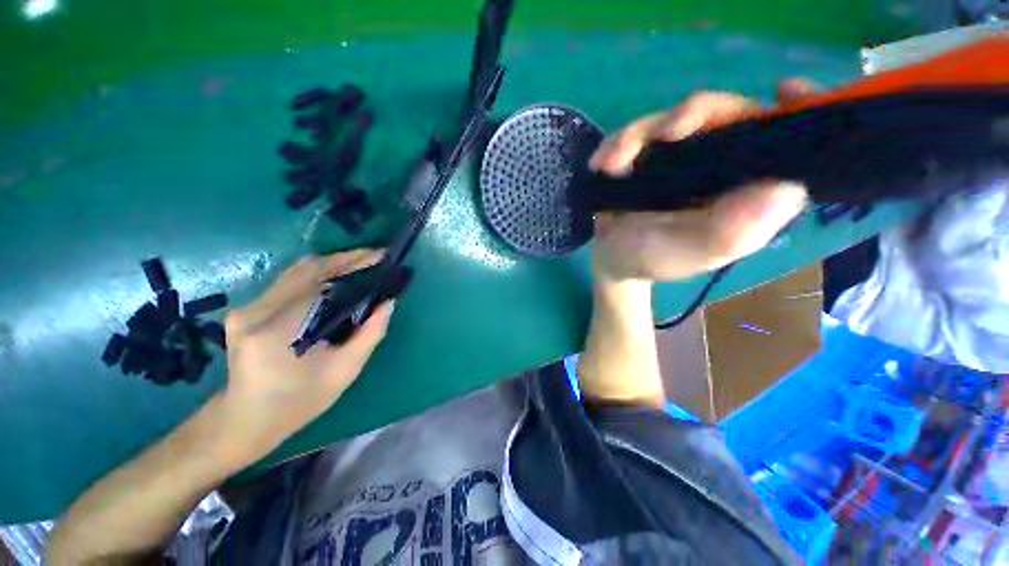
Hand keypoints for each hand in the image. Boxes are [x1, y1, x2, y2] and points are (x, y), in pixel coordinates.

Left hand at [215, 250, 394, 463]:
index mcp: (278, 329)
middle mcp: (257, 311)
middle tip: (374, 259)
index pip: (321, 281)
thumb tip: (388, 303)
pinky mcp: (248, 309)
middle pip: (306, 269)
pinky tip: (336, 281)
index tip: (380, 256)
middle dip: (345, 259)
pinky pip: (288, 282)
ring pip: (296, 272)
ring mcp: (248, 308)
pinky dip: (317, 276)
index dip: (353, 264)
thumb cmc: (298, 402)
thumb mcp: (344, 371)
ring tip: (361, 266)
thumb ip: (370, 334)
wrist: (244, 421)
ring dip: (332, 265)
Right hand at [589, 79, 815, 282]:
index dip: (798, 112)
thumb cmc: (652, 260)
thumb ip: (729, 232)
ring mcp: (686, 156)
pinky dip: (618, 144)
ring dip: (639, 135)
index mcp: (749, 191)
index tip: (787, 91)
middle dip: (694, 115)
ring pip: (676, 118)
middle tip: (665, 132)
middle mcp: (724, 166)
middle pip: (726, 115)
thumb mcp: (689, 254)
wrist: (612, 259)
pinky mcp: (652, 154)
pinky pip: (640, 133)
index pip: (788, 144)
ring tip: (611, 164)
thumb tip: (786, 189)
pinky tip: (602, 164)